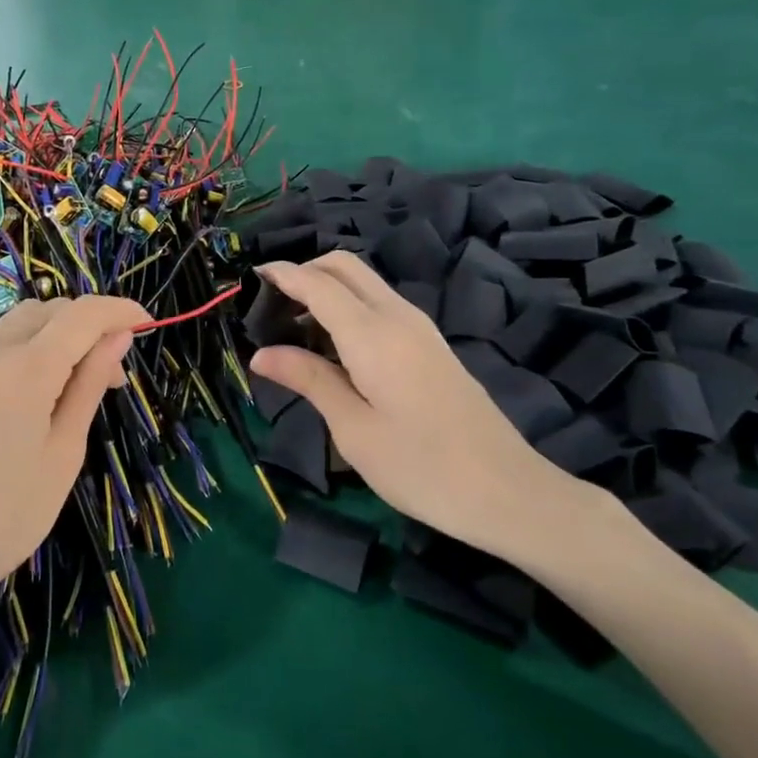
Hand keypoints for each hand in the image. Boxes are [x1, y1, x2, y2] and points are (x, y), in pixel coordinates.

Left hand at [0, 296, 147, 621]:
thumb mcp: (64, 451)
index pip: (82, 314)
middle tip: (113, 374)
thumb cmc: (8, 514)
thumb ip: (90, 384)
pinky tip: (42, 389)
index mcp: (25, 369)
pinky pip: (0, 343)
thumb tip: (119, 336)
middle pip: (50, 309)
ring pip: (22, 321)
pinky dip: (31, 347)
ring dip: (59, 333)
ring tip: (80, 382)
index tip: (147, 322)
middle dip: (89, 324)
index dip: (119, 310)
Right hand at [250, 253, 592, 562]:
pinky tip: (334, 345)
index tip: (249, 278)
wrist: (508, 491)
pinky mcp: (430, 344)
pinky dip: (348, 305)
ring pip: (364, 282)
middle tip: (272, 305)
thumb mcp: (353, 429)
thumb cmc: (420, 466)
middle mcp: (396, 316)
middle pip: (345, 266)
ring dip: (327, 288)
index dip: (282, 274)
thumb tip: (260, 354)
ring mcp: (419, 328)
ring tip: (295, 327)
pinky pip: (380, 303)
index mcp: (372, 333)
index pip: (317, 284)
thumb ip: (308, 380)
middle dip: (305, 271)